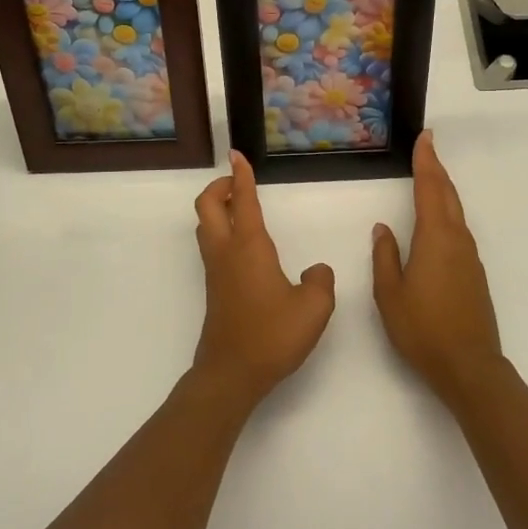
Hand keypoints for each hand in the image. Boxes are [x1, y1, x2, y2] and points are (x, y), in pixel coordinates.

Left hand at [191, 151, 336, 408]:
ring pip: (206, 226)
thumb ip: (321, 281)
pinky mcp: (215, 290)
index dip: (241, 175)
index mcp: (249, 247)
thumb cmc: (272, 336)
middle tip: (238, 182)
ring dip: (218, 208)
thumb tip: (315, 271)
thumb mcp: (314, 307)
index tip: (237, 155)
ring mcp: (216, 271)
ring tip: (241, 207)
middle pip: (208, 206)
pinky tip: (244, 245)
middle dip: (220, 186)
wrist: (231, 374)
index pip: (243, 200)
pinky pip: (212, 246)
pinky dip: (221, 230)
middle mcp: (226, 252)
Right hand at [372, 132, 504, 405]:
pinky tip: (440, 220)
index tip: (425, 138)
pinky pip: (459, 230)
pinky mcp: (474, 274)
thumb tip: (383, 229)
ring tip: (431, 176)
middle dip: (437, 169)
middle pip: (448, 195)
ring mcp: (470, 257)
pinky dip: (448, 212)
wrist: (468, 366)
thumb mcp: (390, 294)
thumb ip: (385, 257)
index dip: (426, 162)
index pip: (430, 189)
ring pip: (456, 213)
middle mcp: (457, 241)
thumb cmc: (422, 329)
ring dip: (444, 190)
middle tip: (428, 146)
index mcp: (435, 239)